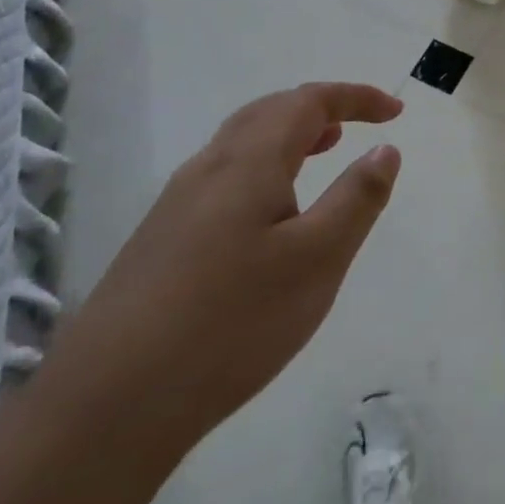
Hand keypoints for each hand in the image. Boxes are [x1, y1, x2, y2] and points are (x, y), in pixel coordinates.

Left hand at [41, 82, 403, 462]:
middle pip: (269, 111)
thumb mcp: (318, 260)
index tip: (396, 111)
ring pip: (242, 143)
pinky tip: (270, 213)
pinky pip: (224, 176)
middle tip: (360, 124)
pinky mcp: (161, 239)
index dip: (355, 97)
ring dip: (289, 135)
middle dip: (320, 108)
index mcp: (248, 161)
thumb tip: (384, 148)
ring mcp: (176, 204)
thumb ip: (357, 198)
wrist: (108, 405)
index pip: (308, 102)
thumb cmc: (232, 323)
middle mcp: (208, 168)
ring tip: (323, 151)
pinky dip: (264, 166)